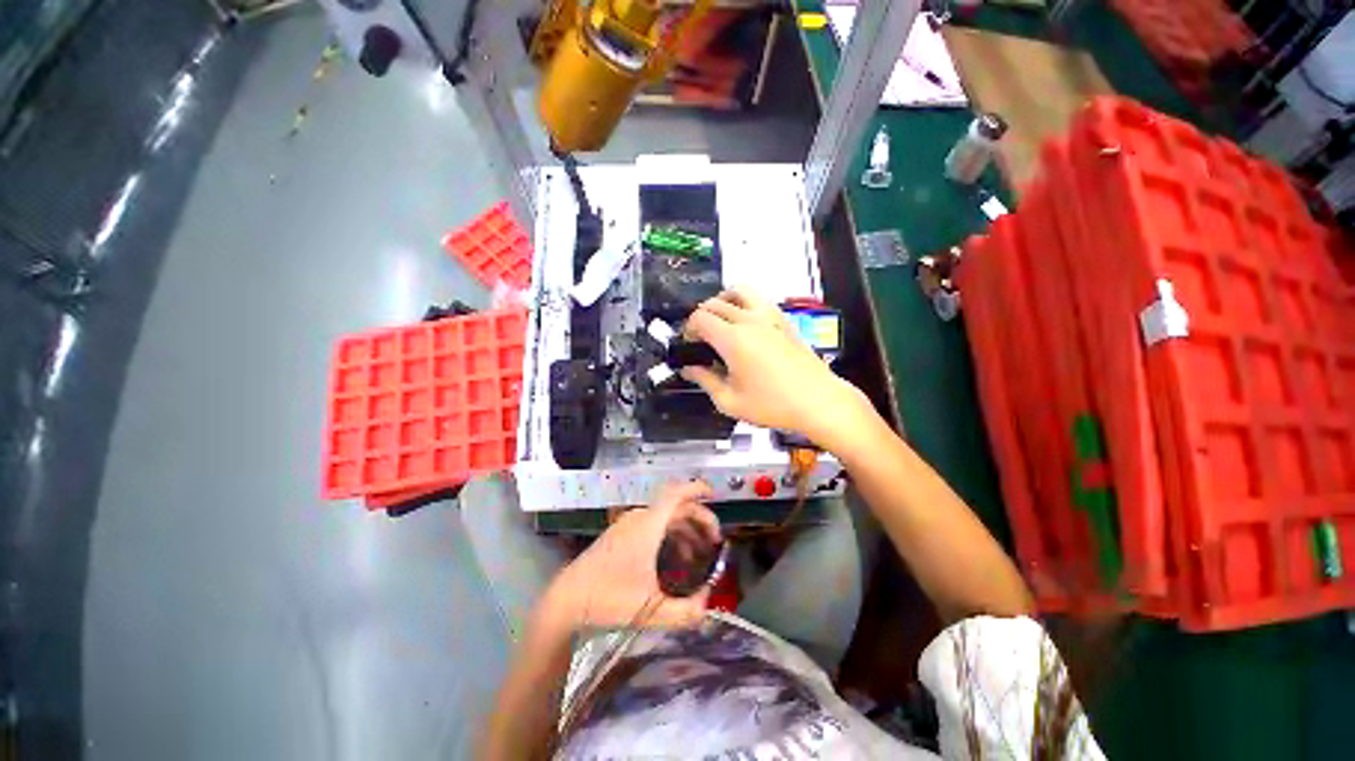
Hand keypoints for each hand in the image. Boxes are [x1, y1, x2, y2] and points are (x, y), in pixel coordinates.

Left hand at [540, 481, 721, 633]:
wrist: (567, 600)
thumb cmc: (608, 600)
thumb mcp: (651, 611)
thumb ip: (686, 612)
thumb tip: (708, 604)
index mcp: (647, 526)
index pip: (675, 495)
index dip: (696, 489)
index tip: (713, 493)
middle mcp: (639, 519)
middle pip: (676, 507)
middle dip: (699, 519)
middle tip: (715, 540)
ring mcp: (628, 525)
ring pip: (665, 517)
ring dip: (685, 530)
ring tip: (699, 555)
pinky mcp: (621, 534)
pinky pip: (653, 525)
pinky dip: (670, 535)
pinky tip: (675, 559)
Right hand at [680, 289, 873, 451]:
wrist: (817, 402)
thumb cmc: (774, 405)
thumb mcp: (730, 401)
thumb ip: (705, 381)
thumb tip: (691, 370)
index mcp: (733, 339)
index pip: (699, 318)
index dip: (688, 329)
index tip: (690, 345)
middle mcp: (750, 321)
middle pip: (714, 303)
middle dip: (701, 317)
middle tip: (701, 338)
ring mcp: (770, 317)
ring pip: (739, 292)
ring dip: (723, 301)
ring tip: (721, 320)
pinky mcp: (784, 321)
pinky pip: (759, 300)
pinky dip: (745, 304)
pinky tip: (746, 326)